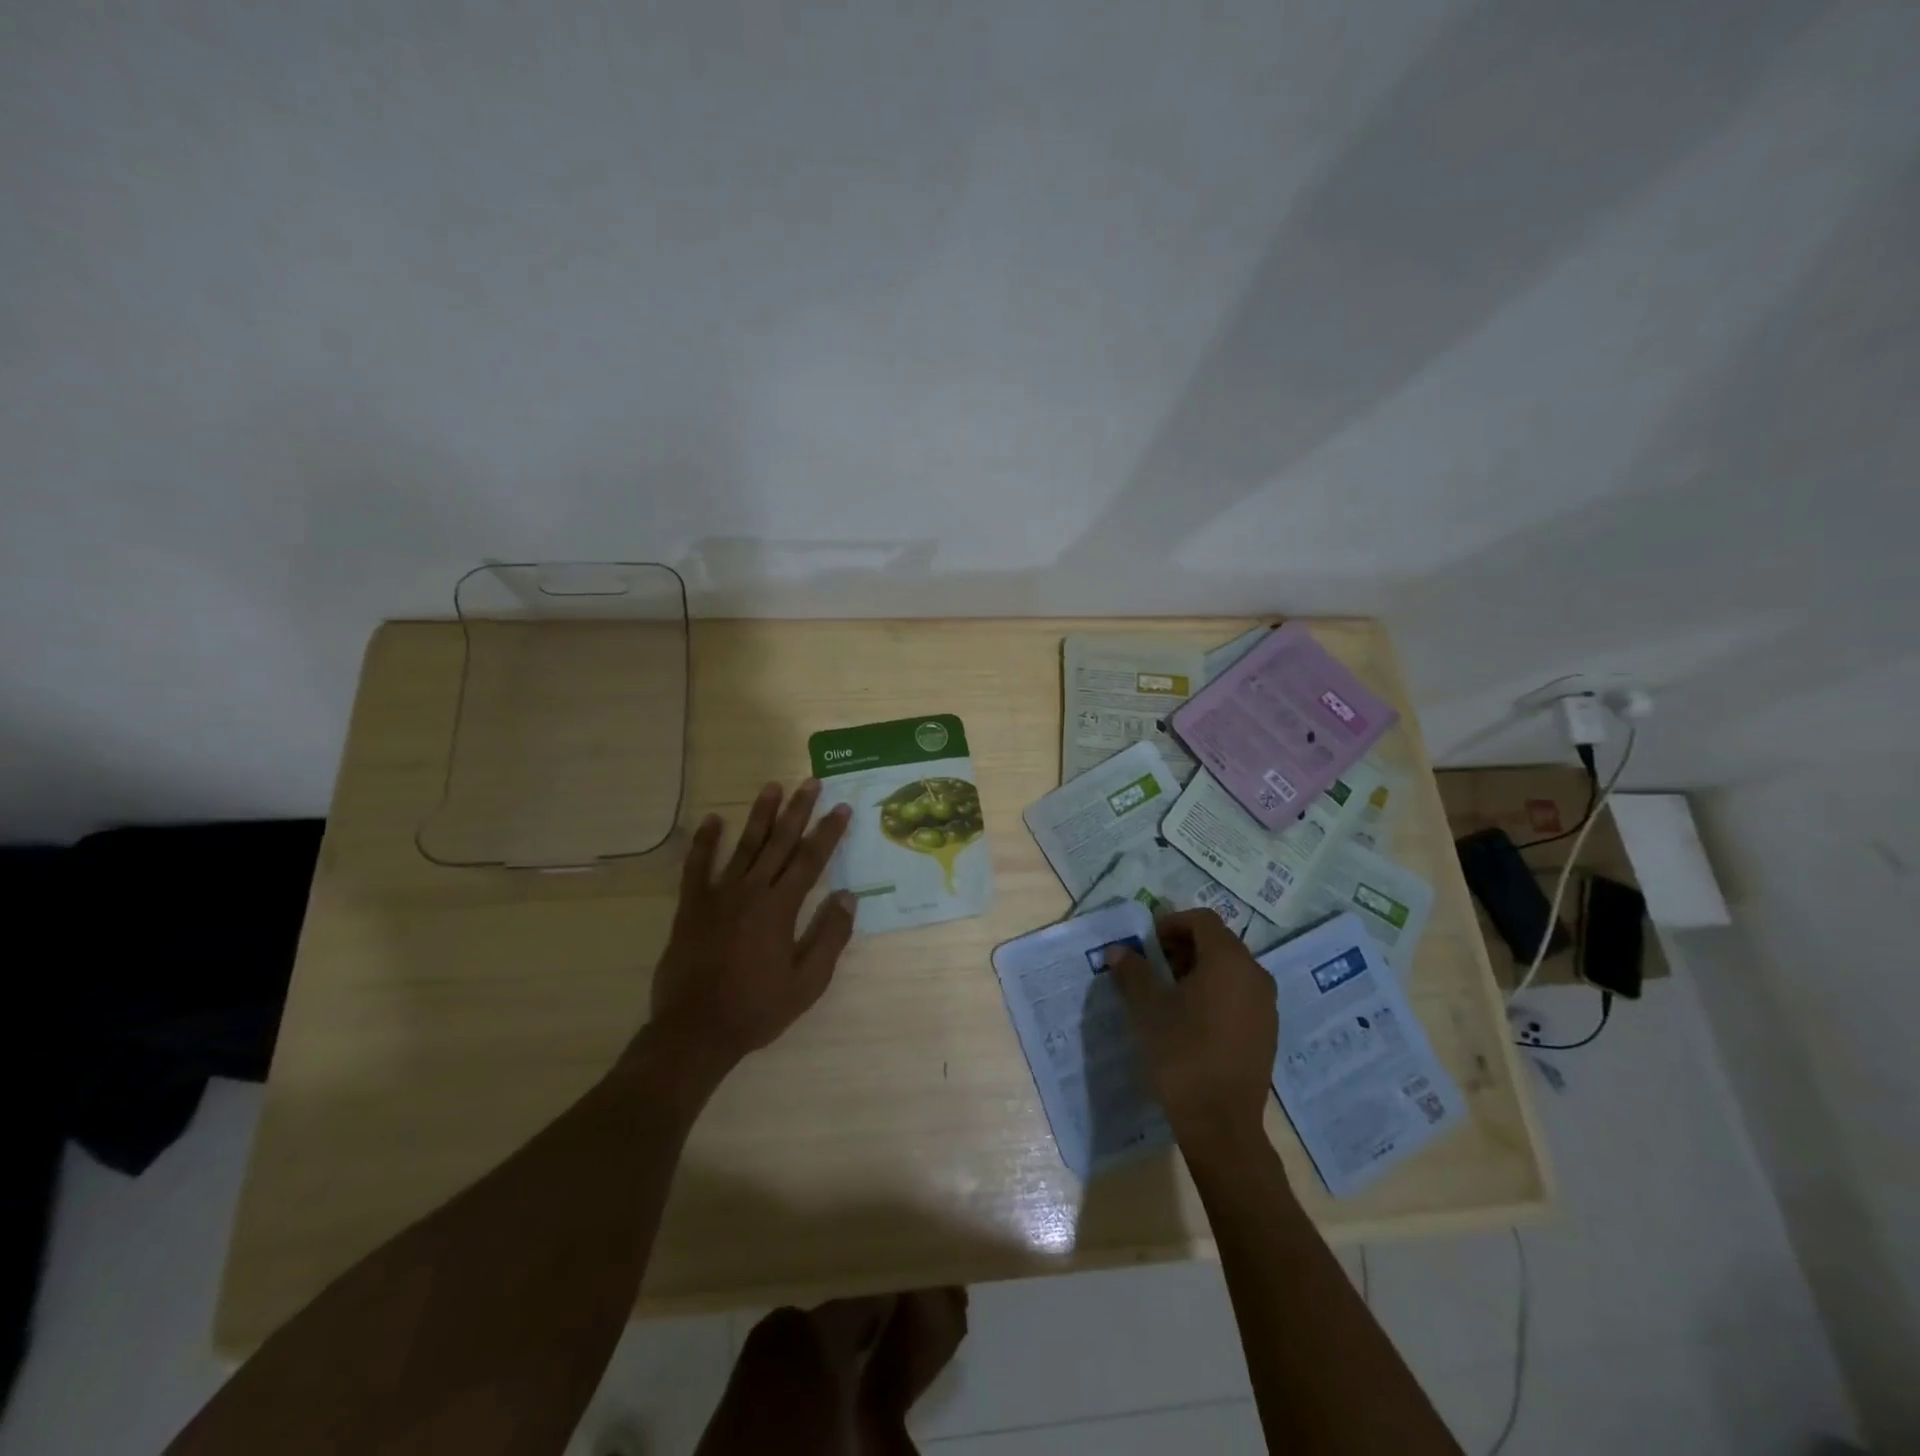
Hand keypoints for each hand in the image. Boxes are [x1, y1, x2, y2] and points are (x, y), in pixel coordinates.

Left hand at [648, 779, 855, 1066]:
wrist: (695, 1031)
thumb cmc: (757, 1008)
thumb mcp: (807, 982)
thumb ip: (830, 937)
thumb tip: (849, 897)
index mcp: (780, 908)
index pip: (810, 860)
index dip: (828, 832)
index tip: (842, 808)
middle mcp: (751, 891)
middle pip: (779, 842)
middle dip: (798, 810)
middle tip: (811, 782)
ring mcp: (718, 896)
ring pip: (744, 846)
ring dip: (760, 815)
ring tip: (772, 786)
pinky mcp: (691, 907)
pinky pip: (697, 867)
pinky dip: (705, 842)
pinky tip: (713, 820)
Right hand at [1106, 909, 1278, 1162]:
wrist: (1221, 1124)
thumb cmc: (1181, 1054)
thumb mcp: (1147, 1009)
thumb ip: (1133, 972)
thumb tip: (1118, 951)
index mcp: (1228, 961)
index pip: (1202, 920)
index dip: (1172, 923)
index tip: (1147, 943)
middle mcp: (1255, 975)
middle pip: (1219, 942)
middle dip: (1184, 947)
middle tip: (1153, 965)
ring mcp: (1267, 1005)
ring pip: (1230, 969)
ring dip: (1199, 970)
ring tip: (1169, 993)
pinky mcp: (1267, 1032)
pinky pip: (1240, 995)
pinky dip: (1216, 993)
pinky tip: (1191, 1019)